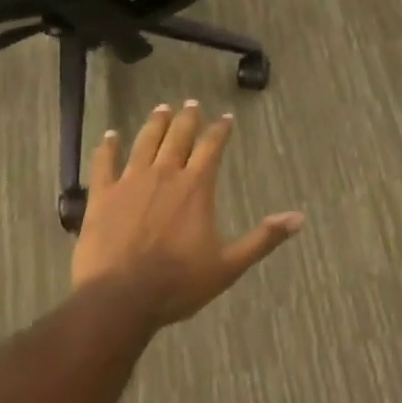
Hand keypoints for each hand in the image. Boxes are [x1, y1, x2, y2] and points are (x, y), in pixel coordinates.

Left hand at [71, 101, 303, 329]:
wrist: (120, 299)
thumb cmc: (178, 283)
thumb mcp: (229, 265)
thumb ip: (263, 238)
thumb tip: (299, 218)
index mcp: (196, 187)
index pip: (212, 147)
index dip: (220, 130)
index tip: (226, 118)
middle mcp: (165, 174)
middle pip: (178, 136)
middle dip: (187, 118)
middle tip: (191, 103)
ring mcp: (130, 182)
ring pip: (145, 142)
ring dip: (155, 124)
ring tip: (161, 109)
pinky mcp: (102, 196)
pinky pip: (104, 164)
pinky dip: (107, 148)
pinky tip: (109, 136)